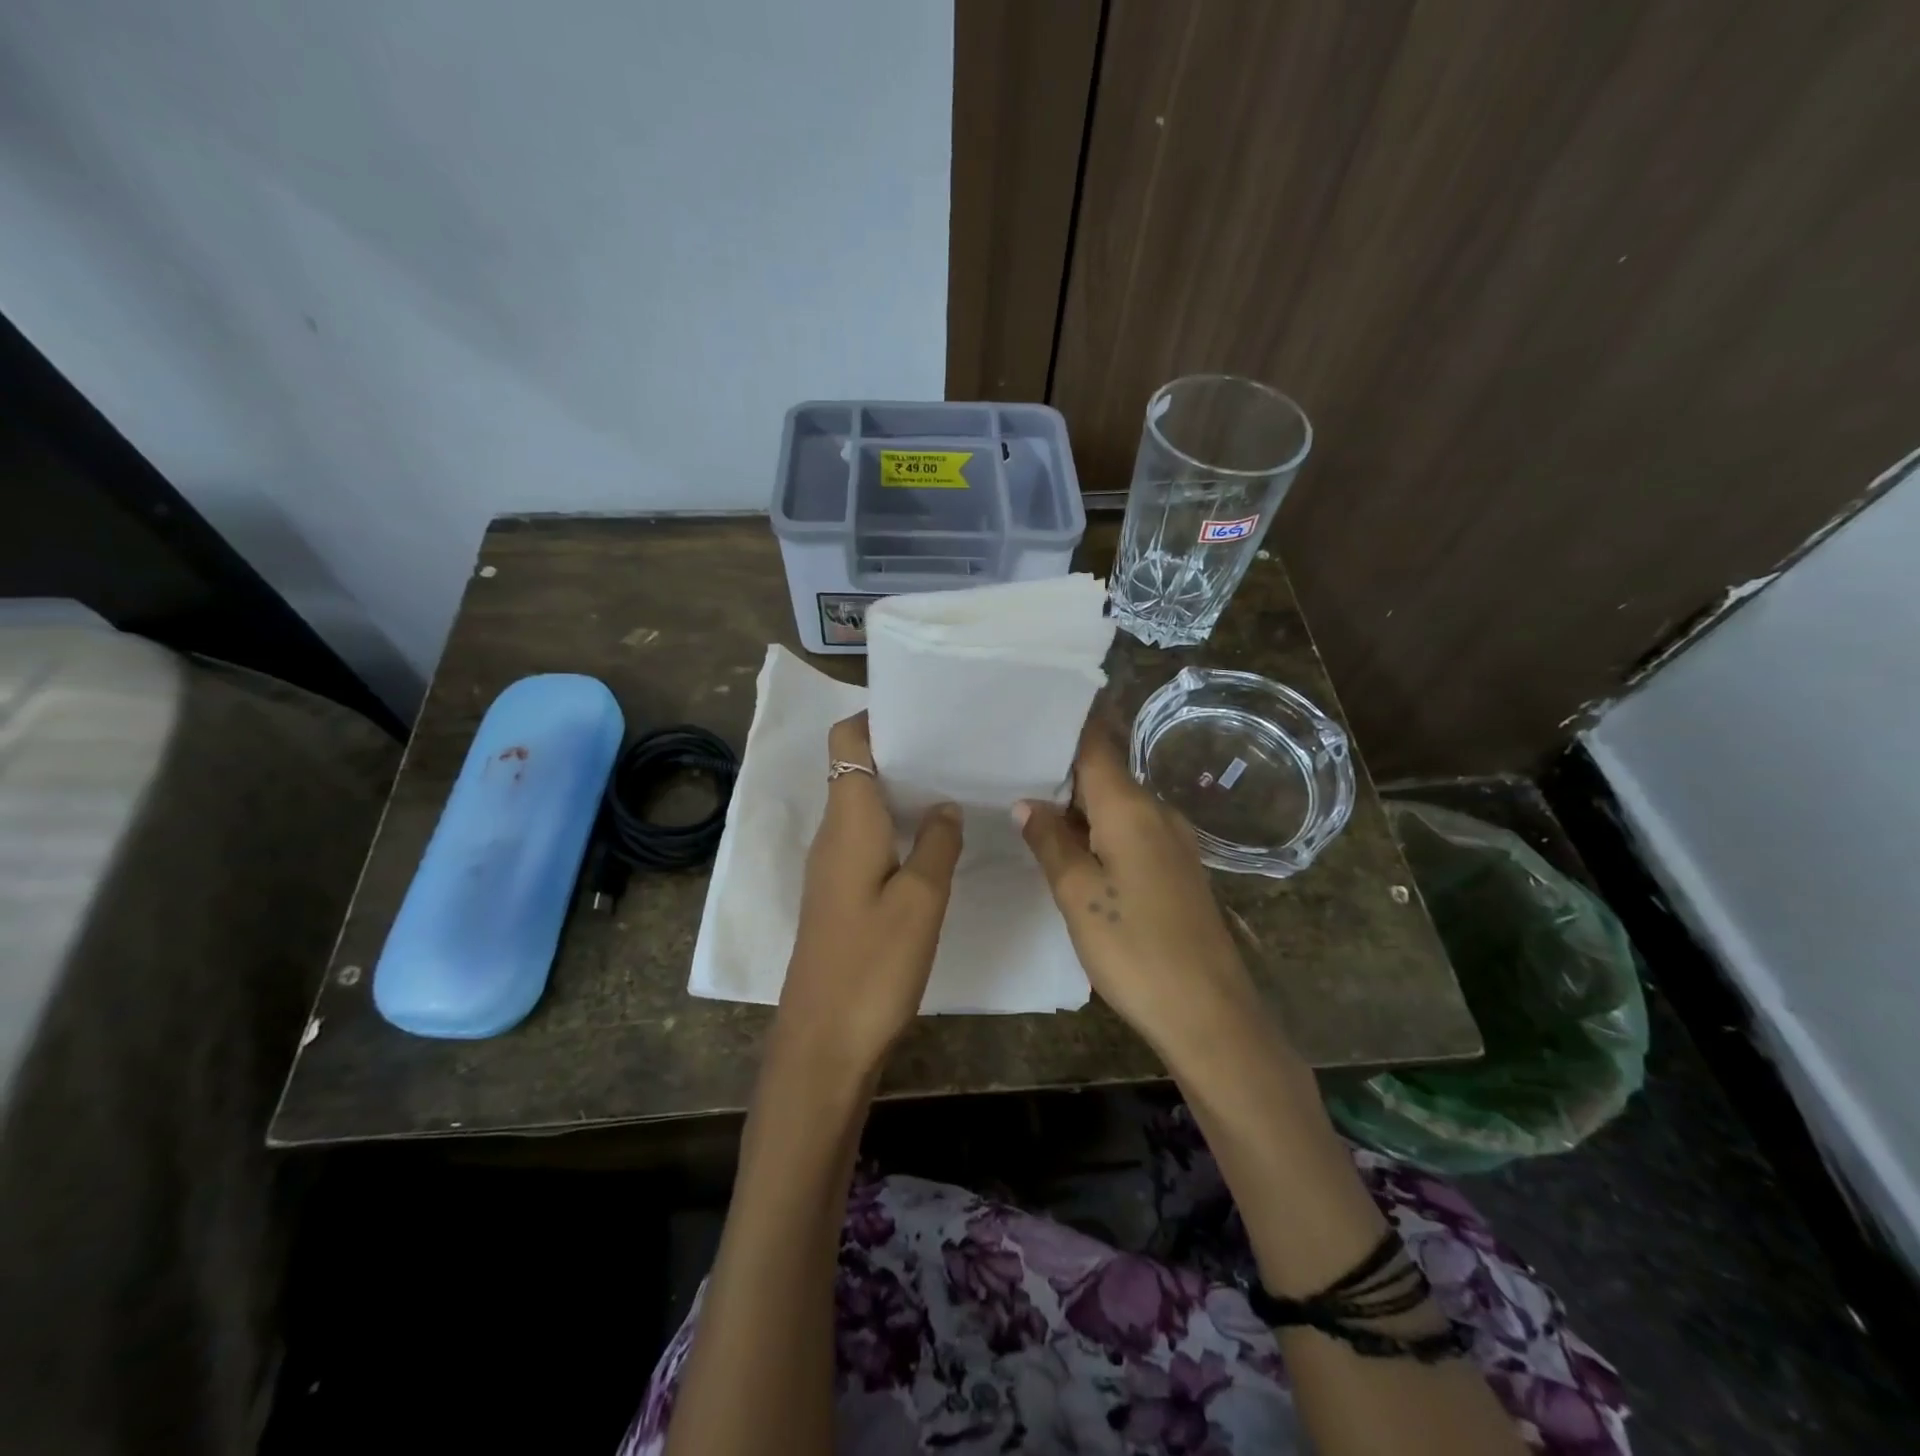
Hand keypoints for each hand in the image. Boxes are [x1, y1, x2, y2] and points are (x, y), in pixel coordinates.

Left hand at [774, 712, 963, 1079]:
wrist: (822, 1043)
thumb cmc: (873, 965)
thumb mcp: (921, 901)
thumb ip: (937, 843)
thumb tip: (944, 804)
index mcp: (848, 822)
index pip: (847, 741)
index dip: (878, 717)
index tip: (926, 713)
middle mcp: (833, 834)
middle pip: (857, 768)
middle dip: (902, 751)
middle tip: (957, 746)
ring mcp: (833, 866)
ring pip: (865, 805)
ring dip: (903, 791)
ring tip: (955, 784)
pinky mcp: (840, 894)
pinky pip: (867, 839)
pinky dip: (898, 827)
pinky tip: (934, 841)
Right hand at [1015, 718, 1263, 1064]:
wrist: (1209, 1012)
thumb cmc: (1135, 947)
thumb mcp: (1078, 895)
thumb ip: (1050, 841)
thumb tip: (1026, 802)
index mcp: (1131, 808)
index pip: (1096, 745)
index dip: (1068, 723)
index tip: (1033, 707)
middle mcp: (1157, 812)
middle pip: (1105, 772)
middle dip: (1062, 765)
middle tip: (1012, 759)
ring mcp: (1172, 841)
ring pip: (1117, 803)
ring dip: (1078, 800)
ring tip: (1028, 797)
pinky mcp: (1176, 869)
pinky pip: (1130, 829)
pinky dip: (1097, 827)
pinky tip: (1070, 842)